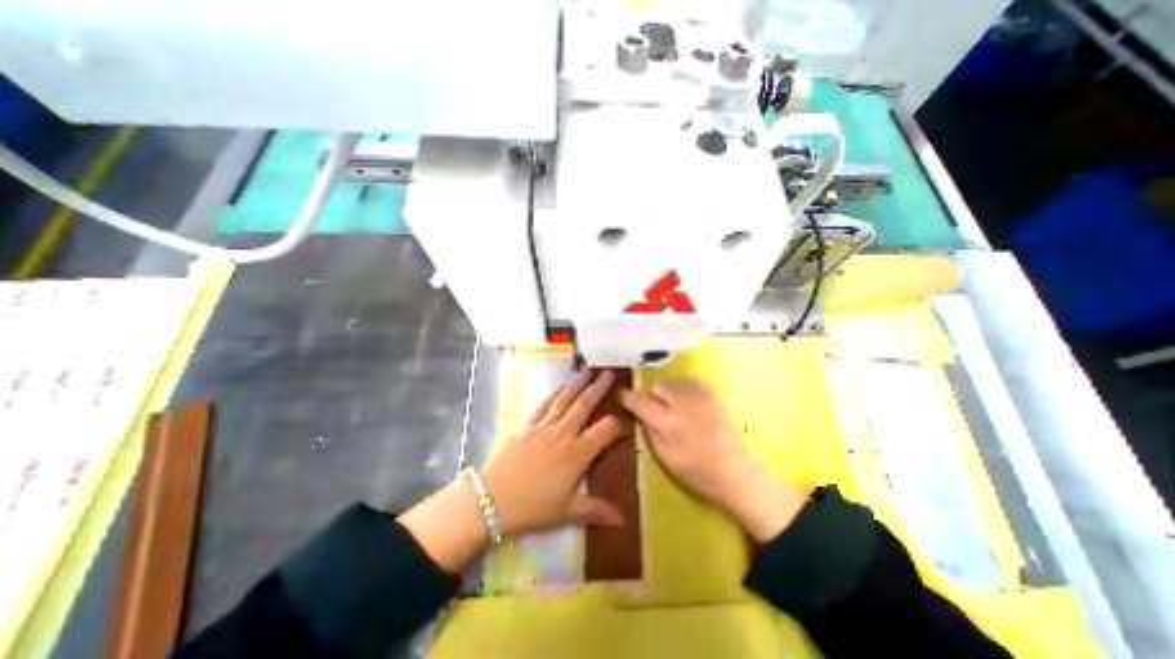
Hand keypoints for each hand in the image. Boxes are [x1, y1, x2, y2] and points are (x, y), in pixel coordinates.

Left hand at [399, 371, 629, 569]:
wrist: (491, 500)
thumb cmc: (533, 508)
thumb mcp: (567, 512)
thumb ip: (597, 511)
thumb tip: (624, 521)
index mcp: (578, 454)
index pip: (605, 431)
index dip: (617, 424)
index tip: (625, 419)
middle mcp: (563, 434)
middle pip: (585, 406)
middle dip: (599, 389)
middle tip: (610, 374)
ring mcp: (543, 427)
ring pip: (565, 401)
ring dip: (578, 385)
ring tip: (588, 371)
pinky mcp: (526, 426)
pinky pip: (543, 406)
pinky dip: (553, 395)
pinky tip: (560, 387)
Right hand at [623, 379, 809, 543]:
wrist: (733, 470)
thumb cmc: (695, 470)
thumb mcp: (662, 456)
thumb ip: (647, 430)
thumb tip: (637, 411)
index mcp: (667, 421)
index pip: (638, 400)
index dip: (627, 397)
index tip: (621, 396)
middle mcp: (681, 402)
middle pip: (655, 386)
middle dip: (650, 396)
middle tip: (654, 410)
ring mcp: (698, 394)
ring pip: (669, 381)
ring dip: (665, 392)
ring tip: (671, 407)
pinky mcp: (710, 392)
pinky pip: (685, 380)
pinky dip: (680, 388)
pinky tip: (685, 402)